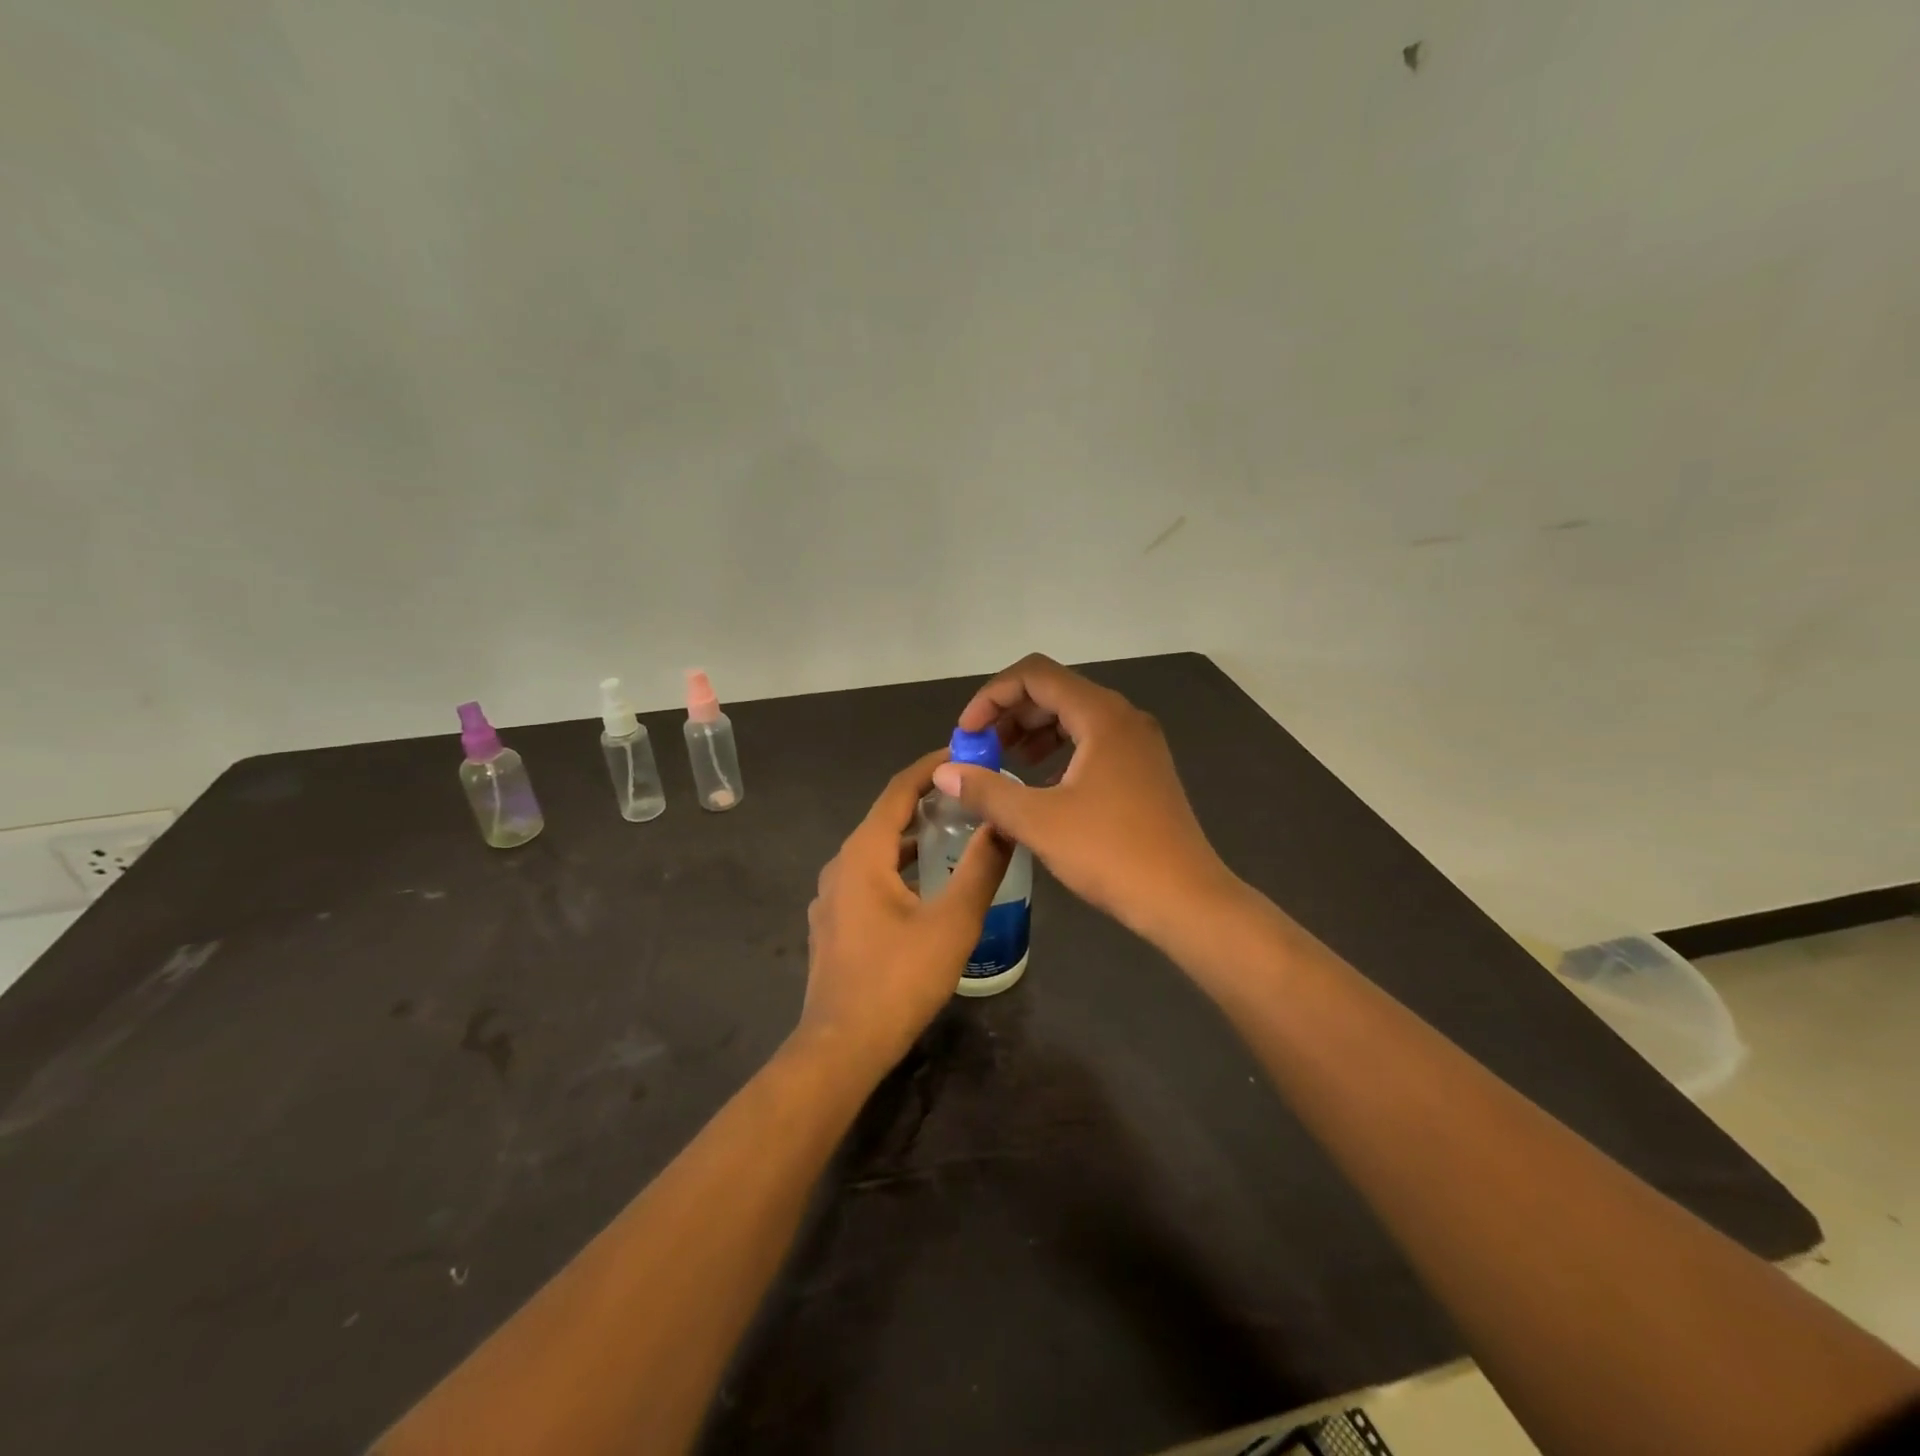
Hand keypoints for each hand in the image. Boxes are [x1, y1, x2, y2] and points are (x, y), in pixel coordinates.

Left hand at [797, 751, 1011, 1075]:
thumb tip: (1004, 823)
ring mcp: (832, 896)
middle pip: (886, 818)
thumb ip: (981, 868)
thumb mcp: (953, 922)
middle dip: (926, 801)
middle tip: (970, 795)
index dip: (931, 768)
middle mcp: (841, 865)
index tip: (965, 754)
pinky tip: (926, 885)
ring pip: (877, 851)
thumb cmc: (899, 979)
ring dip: (913, 837)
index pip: (899, 791)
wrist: (841, 1047)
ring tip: (955, 834)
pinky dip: (899, 866)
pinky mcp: (834, 923)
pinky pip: (869, 877)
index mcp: (863, 854)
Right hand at [931, 654, 1234, 940]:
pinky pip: (1091, 742)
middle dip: (1009, 715)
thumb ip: (987, 790)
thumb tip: (945, 772)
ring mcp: (1138, 743)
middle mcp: (1123, 717)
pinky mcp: (1143, 769)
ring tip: (1003, 764)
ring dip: (1032, 733)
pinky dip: (1059, 753)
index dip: (991, 697)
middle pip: (1054, 692)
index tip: (966, 735)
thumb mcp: (1038, 821)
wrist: (1184, 899)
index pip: (1034, 675)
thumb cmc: (1110, 853)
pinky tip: (1041, 785)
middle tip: (979, 751)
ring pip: (1073, 717)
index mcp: (1101, 715)